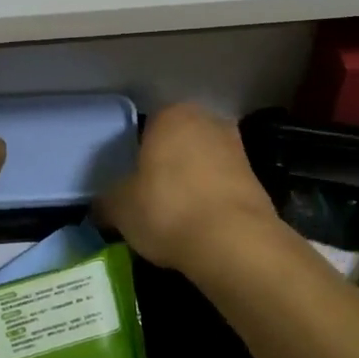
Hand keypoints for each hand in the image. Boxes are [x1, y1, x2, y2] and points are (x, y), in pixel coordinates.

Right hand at [96, 103, 280, 274]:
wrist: (233, 242)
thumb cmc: (167, 209)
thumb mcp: (119, 208)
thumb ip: (107, 201)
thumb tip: (101, 207)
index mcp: (171, 115)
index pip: (146, 127)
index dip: (136, 155)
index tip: (130, 181)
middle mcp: (207, 121)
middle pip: (178, 142)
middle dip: (167, 164)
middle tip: (150, 196)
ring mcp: (237, 148)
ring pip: (203, 162)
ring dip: (192, 181)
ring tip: (176, 215)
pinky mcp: (257, 178)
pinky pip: (222, 184)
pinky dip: (211, 199)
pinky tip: (200, 224)